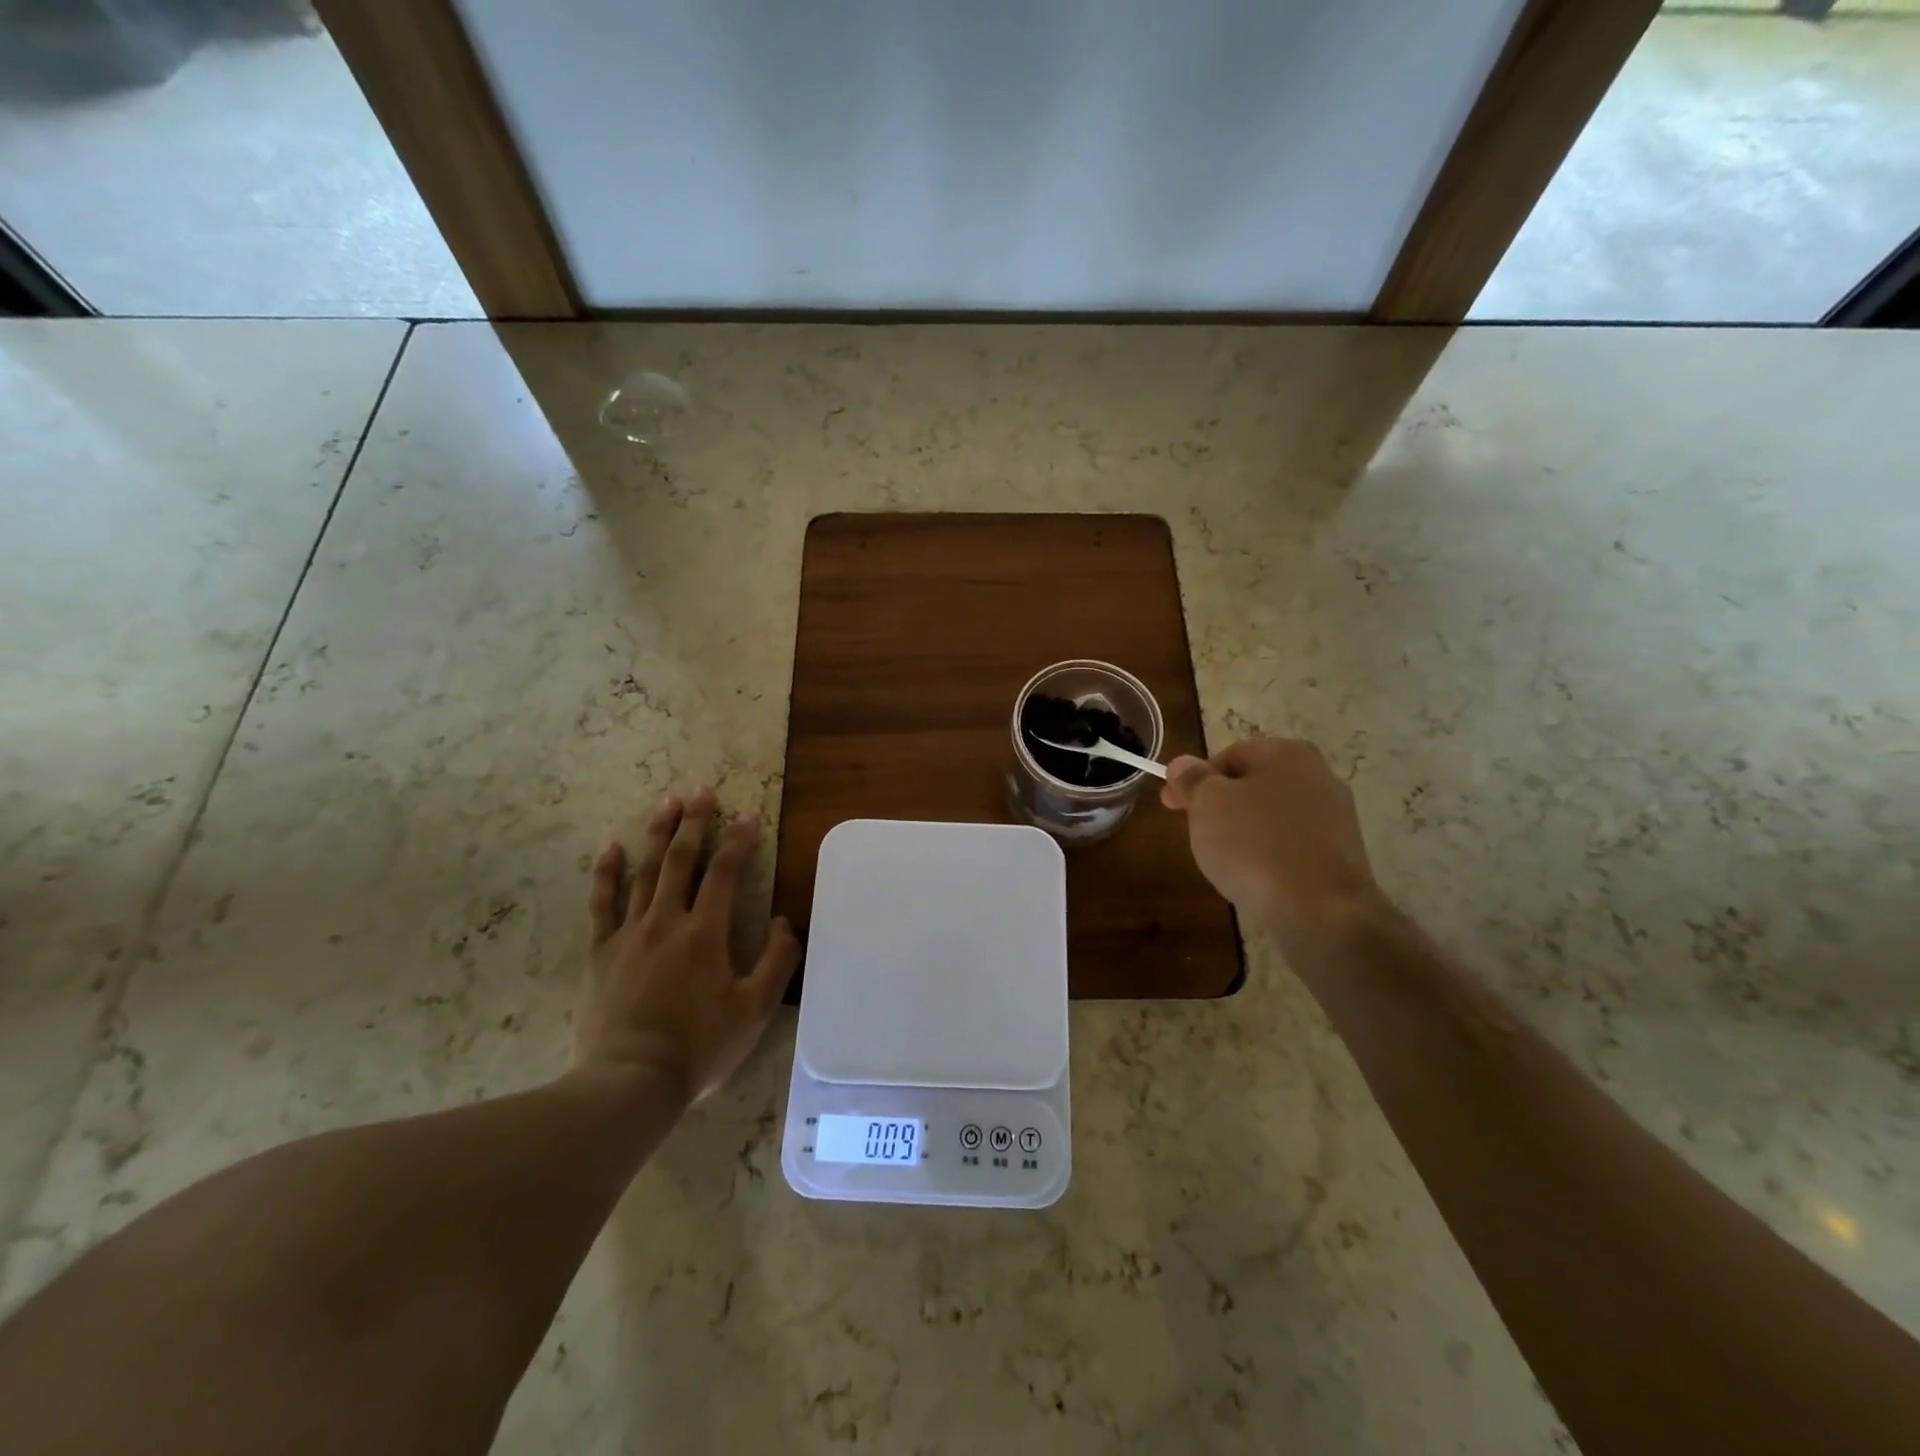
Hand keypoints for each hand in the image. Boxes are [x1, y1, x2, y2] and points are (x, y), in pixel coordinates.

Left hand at [577, 787, 801, 1102]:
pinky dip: (607, 873)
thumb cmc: (699, 1046)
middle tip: (701, 790)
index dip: (739, 841)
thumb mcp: (755, 1010)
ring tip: (667, 803)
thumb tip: (787, 922)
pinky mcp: (600, 953)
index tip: (748, 815)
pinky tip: (612, 848)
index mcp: (706, 933)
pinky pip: (601, 904)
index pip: (726, 874)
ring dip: (658, 835)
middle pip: (682, 861)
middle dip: (695, 822)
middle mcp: (666, 922)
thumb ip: (777, 962)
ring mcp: (628, 935)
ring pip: (645, 872)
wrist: (630, 1082)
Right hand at [1160, 738, 1384, 951]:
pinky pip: (1292, 848)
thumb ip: (1192, 779)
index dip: (1194, 780)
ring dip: (1245, 834)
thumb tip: (1183, 764)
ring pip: (1272, 819)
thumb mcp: (1207, 804)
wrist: (1321, 912)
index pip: (1227, 756)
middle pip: (1252, 786)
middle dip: (1221, 808)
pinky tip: (1258, 880)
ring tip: (1227, 863)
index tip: (1172, 806)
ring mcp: (1337, 818)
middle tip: (1198, 835)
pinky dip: (1270, 858)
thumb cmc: (1255, 845)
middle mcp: (1320, 777)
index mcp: (1287, 753)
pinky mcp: (1342, 857)